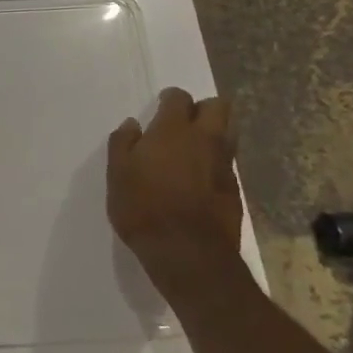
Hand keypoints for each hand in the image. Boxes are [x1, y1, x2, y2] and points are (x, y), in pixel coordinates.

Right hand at [108, 88, 245, 299]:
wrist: (188, 254)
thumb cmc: (144, 207)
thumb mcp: (118, 173)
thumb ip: (123, 143)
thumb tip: (132, 125)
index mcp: (173, 130)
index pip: (180, 98)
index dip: (171, 99)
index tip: (161, 106)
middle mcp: (205, 140)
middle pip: (218, 107)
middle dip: (203, 108)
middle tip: (184, 122)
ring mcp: (224, 166)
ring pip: (228, 135)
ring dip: (213, 135)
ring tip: (193, 151)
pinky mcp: (235, 192)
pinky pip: (227, 165)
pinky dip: (215, 165)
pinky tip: (200, 180)